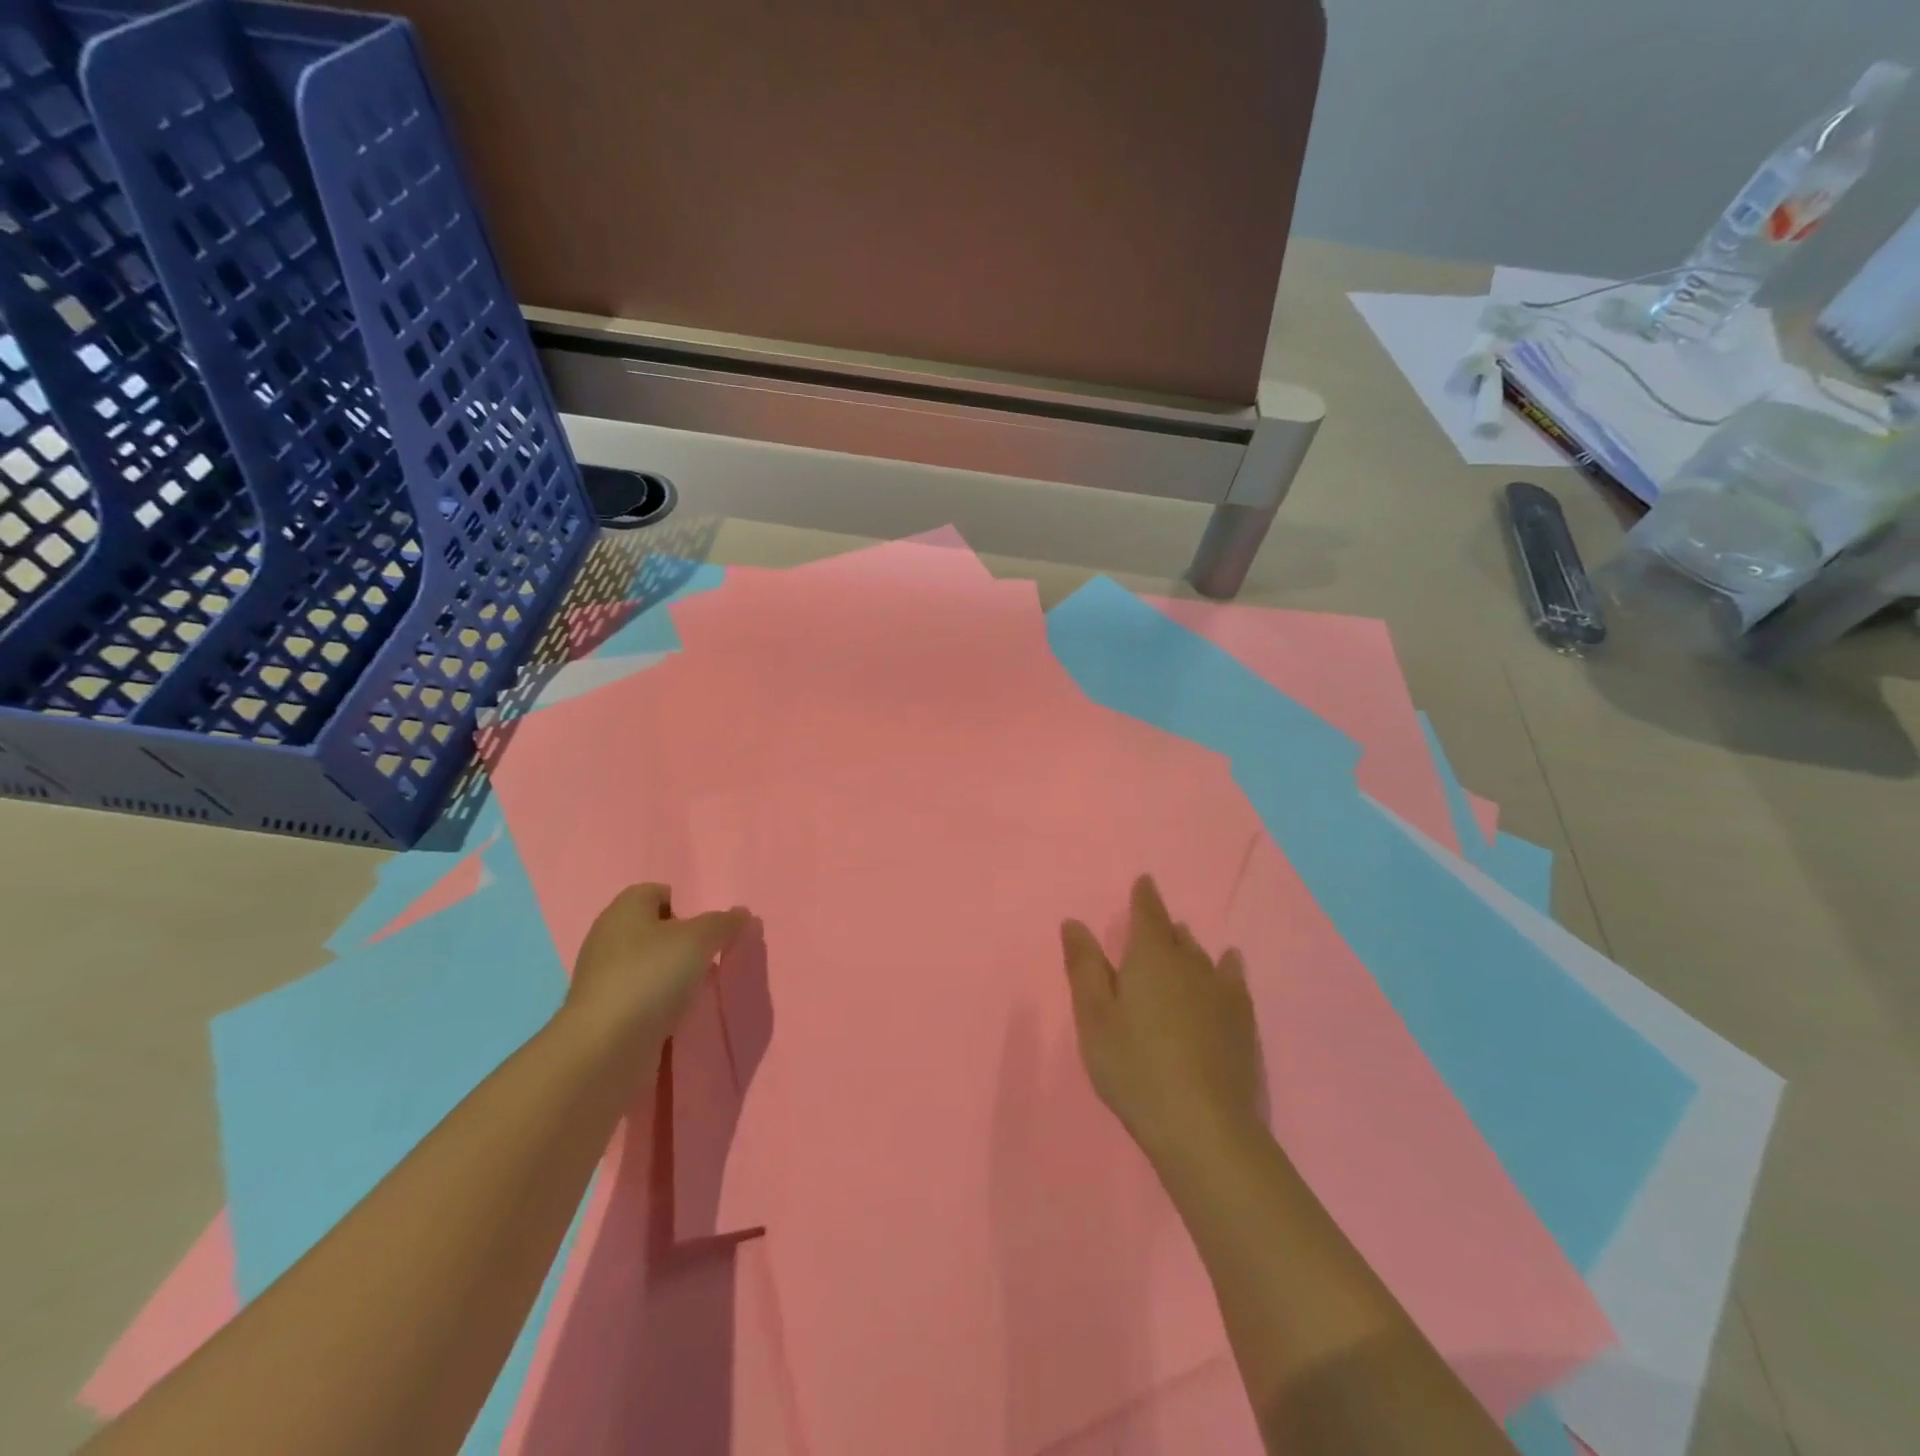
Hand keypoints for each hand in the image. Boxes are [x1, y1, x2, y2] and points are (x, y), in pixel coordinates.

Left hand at [563, 883, 749, 1058]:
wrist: (604, 1049)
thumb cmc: (650, 976)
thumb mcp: (699, 939)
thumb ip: (723, 923)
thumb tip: (741, 914)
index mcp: (624, 908)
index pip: (659, 892)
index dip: (687, 904)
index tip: (710, 928)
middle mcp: (608, 937)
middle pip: (656, 930)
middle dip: (685, 942)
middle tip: (712, 957)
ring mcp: (604, 977)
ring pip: (650, 965)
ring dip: (675, 975)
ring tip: (701, 989)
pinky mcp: (605, 1012)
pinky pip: (642, 997)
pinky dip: (661, 1003)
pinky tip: (679, 1015)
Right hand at [1061, 875, 1264, 1163]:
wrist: (1202, 1126)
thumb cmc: (1134, 1066)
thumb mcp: (1094, 1017)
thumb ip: (1084, 966)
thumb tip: (1074, 921)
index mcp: (1150, 958)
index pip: (1148, 914)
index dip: (1144, 897)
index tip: (1144, 881)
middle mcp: (1190, 964)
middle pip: (1175, 934)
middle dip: (1163, 925)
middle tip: (1153, 922)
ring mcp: (1221, 993)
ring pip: (1202, 956)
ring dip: (1189, 946)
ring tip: (1182, 940)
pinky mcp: (1242, 1021)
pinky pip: (1233, 979)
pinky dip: (1227, 966)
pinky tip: (1230, 963)